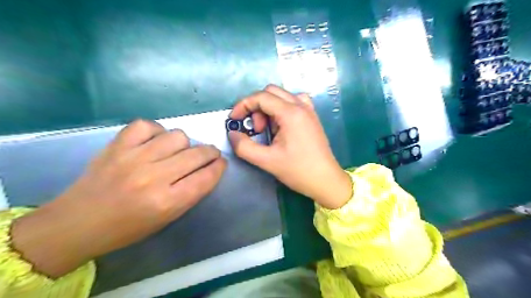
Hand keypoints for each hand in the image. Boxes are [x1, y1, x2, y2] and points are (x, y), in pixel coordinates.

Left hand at [10, 119, 225, 277]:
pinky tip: (155, 141)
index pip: (206, 177)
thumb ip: (191, 193)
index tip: (222, 162)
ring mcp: (134, 158)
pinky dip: (157, 131)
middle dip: (211, 152)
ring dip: (185, 143)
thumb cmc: (127, 227)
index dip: (219, 167)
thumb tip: (208, 169)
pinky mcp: (117, 145)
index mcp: (167, 202)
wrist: (77, 222)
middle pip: (197, 154)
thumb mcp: (167, 218)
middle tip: (210, 154)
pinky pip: (147, 125)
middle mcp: (153, 178)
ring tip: (178, 150)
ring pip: (177, 136)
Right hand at [229, 84, 351, 209]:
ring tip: (269, 130)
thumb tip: (232, 134)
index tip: (234, 120)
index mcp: (291, 113)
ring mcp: (309, 110)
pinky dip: (281, 109)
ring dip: (269, 108)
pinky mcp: (312, 117)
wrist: (326, 180)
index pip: (261, 97)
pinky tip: (281, 126)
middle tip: (256, 129)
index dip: (243, 105)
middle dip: (257, 107)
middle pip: (271, 92)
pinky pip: (293, 103)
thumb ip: (244, 147)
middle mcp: (301, 106)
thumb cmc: (298, 171)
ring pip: (282, 96)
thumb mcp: (267, 161)